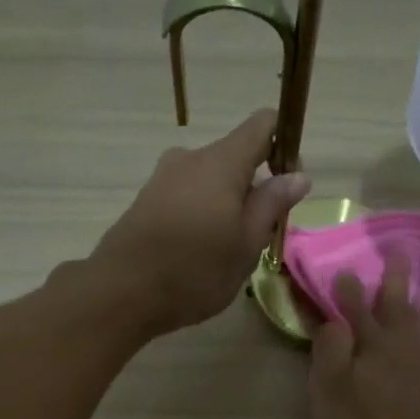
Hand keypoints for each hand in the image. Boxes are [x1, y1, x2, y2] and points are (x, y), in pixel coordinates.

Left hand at [92, 109, 310, 334]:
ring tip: (228, 250)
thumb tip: (298, 175)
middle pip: (236, 157)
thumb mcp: (246, 245)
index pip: (262, 125)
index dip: (284, 144)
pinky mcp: (146, 199)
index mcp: (221, 163)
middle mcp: (190, 158)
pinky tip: (199, 252)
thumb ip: (272, 205)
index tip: (289, 181)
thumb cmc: (195, 271)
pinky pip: (187, 195)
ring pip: (210, 180)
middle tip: (260, 235)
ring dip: (227, 204)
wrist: (121, 293)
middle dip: (255, 188)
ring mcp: (163, 177)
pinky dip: (202, 213)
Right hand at [309, 257, 419, 418]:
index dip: (343, 289)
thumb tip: (333, 319)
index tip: (337, 268)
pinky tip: (416, 331)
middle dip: (393, 279)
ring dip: (408, 300)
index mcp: (370, 345)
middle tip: (398, 252)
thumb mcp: (331, 394)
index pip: (352, 308)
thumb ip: (330, 351)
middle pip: (394, 305)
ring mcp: (415, 366)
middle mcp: (396, 348)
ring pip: (413, 321)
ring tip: (407, 285)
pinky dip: (418, 326)